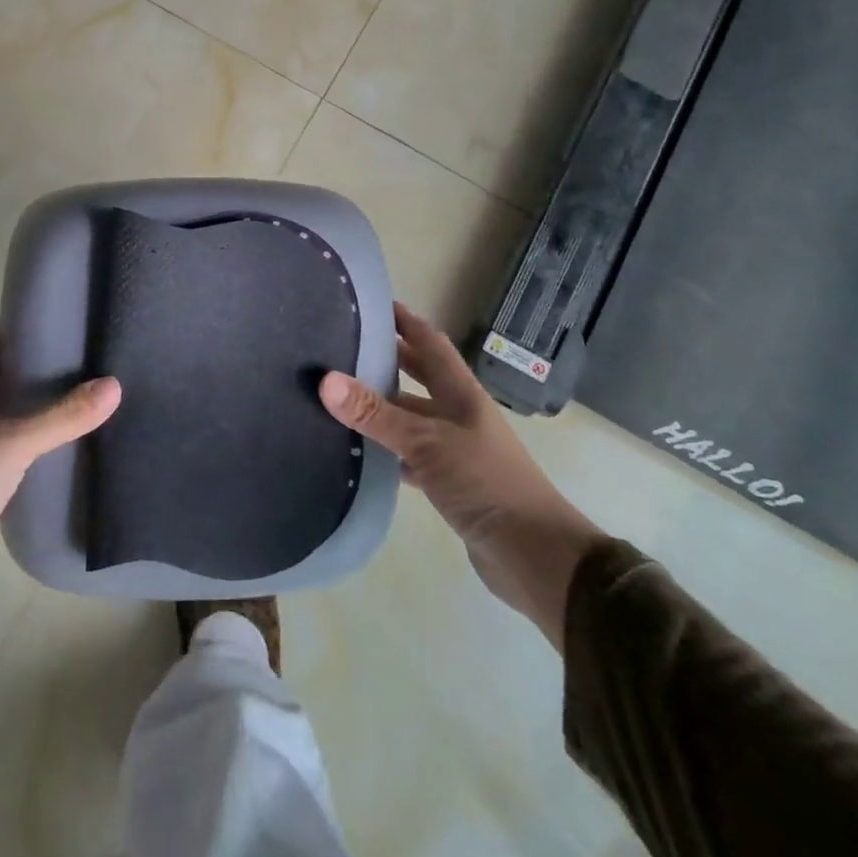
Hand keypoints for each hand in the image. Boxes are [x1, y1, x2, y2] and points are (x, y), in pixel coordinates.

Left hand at [0, 320, 120, 642]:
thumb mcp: (16, 443)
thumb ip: (64, 415)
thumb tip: (114, 384)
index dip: (17, 327)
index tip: (57, 326)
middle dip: (19, 366)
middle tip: (65, 368)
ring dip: (9, 404)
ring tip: (55, 406)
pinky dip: (2, 438)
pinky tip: (30, 453)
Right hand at [319, 303, 604, 649]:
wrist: (532, 554)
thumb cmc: (484, 482)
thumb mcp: (425, 442)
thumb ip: (375, 413)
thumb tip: (325, 380)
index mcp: (460, 392)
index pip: (429, 342)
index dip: (404, 320)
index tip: (369, 302)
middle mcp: (457, 412)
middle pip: (419, 375)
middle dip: (388, 357)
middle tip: (343, 344)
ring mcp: (454, 447)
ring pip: (410, 416)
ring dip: (381, 405)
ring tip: (338, 394)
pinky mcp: (447, 481)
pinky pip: (408, 454)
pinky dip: (384, 448)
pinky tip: (357, 450)